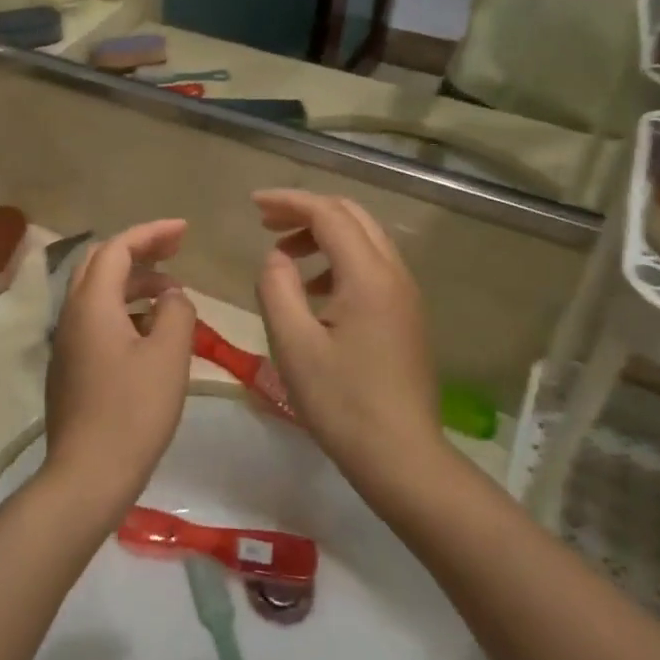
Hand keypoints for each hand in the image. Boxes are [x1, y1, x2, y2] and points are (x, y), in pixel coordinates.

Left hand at [44, 220, 197, 510]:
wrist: (87, 475)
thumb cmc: (132, 412)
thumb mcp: (168, 356)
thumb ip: (176, 313)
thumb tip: (172, 296)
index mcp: (92, 304)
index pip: (118, 248)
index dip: (152, 233)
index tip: (184, 231)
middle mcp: (72, 315)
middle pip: (100, 264)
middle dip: (139, 251)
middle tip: (175, 252)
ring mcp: (67, 343)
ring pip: (98, 293)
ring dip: (133, 283)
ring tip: (171, 294)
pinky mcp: (70, 368)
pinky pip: (97, 320)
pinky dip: (124, 310)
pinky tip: (151, 332)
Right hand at [251, 191, 445, 489]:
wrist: (402, 457)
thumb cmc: (342, 403)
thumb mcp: (294, 344)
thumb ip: (277, 288)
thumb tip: (276, 257)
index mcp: (368, 276)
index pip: (328, 214)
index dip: (289, 202)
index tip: (253, 205)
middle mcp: (394, 274)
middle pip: (352, 216)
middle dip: (307, 211)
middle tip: (267, 223)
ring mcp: (406, 295)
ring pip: (365, 239)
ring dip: (324, 235)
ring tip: (285, 257)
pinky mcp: (407, 315)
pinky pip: (372, 266)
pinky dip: (339, 260)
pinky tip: (315, 291)